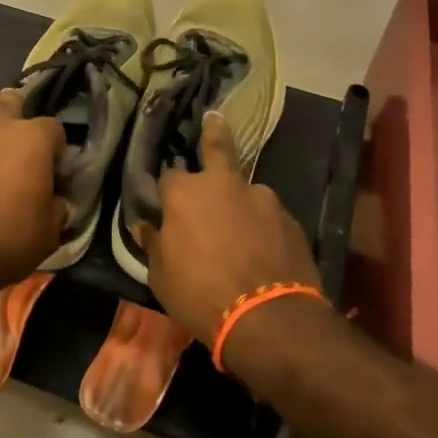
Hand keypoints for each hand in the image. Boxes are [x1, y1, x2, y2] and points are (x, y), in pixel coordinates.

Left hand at [0, 90, 67, 294]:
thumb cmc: (5, 241)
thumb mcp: (48, 233)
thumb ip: (56, 208)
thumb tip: (56, 203)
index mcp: (31, 138)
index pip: (54, 128)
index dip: (55, 149)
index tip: (52, 170)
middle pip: (10, 106)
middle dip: (15, 122)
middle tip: (15, 155)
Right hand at [143, 112, 321, 354]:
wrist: (268, 319)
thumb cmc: (201, 296)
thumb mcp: (162, 278)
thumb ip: (155, 245)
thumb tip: (146, 227)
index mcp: (185, 193)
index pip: (168, 176)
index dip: (167, 189)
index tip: (166, 200)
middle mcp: (223, 184)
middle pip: (218, 146)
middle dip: (214, 131)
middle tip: (215, 117)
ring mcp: (262, 197)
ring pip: (246, 191)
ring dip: (241, 203)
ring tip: (242, 232)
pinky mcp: (290, 218)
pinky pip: (269, 217)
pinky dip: (263, 227)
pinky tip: (264, 250)